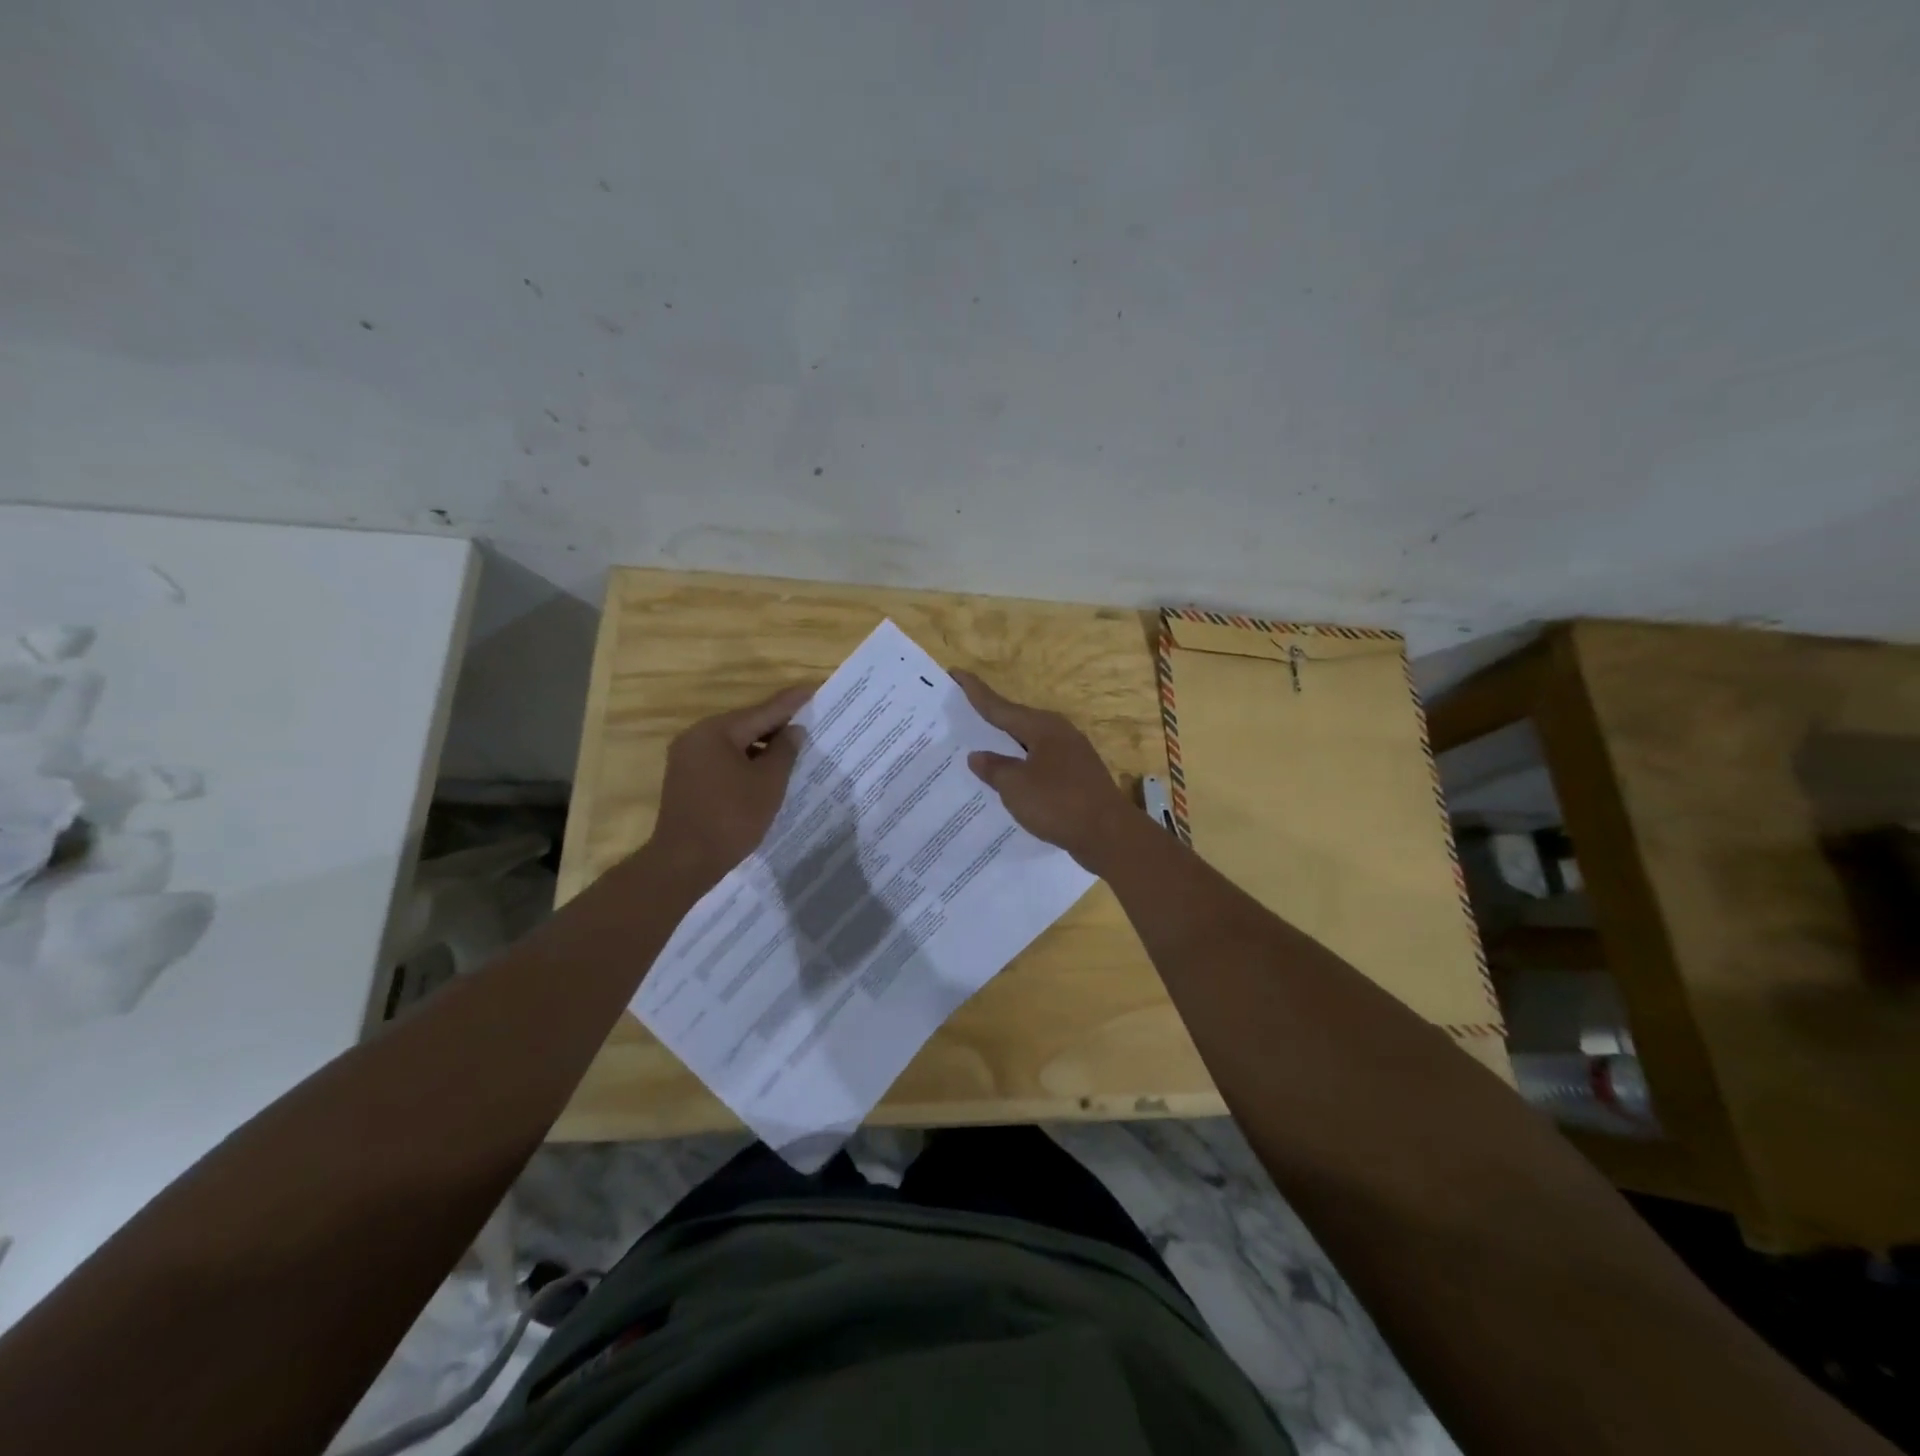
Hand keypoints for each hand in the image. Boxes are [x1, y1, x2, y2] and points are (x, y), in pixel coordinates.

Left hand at [650, 684, 813, 888]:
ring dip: (761, 745)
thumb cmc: (732, 818)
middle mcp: (696, 736)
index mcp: (716, 731)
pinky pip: (722, 759)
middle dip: (777, 725)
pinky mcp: (686, 778)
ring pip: (734, 743)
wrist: (684, 861)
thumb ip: (784, 751)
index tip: (813, 689)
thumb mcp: (768, 783)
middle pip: (746, 724)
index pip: (762, 711)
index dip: (791, 703)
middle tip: (808, 721)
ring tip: (792, 748)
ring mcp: (687, 758)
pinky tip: (765, 770)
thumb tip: (794, 730)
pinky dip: (745, 760)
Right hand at [952, 670, 1137, 871]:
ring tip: (980, 745)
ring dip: (1006, 744)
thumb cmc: (1058, 803)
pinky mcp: (1077, 777)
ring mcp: (1071, 755)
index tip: (956, 673)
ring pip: (1029, 743)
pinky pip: (1040, 763)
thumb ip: (994, 768)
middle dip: (990, 717)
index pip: (1000, 706)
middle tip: (962, 710)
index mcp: (1042, 727)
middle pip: (1017, 720)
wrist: (1109, 834)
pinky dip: (1021, 766)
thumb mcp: (1016, 786)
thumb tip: (977, 756)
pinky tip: (1010, 778)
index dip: (976, 692)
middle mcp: (1058, 733)